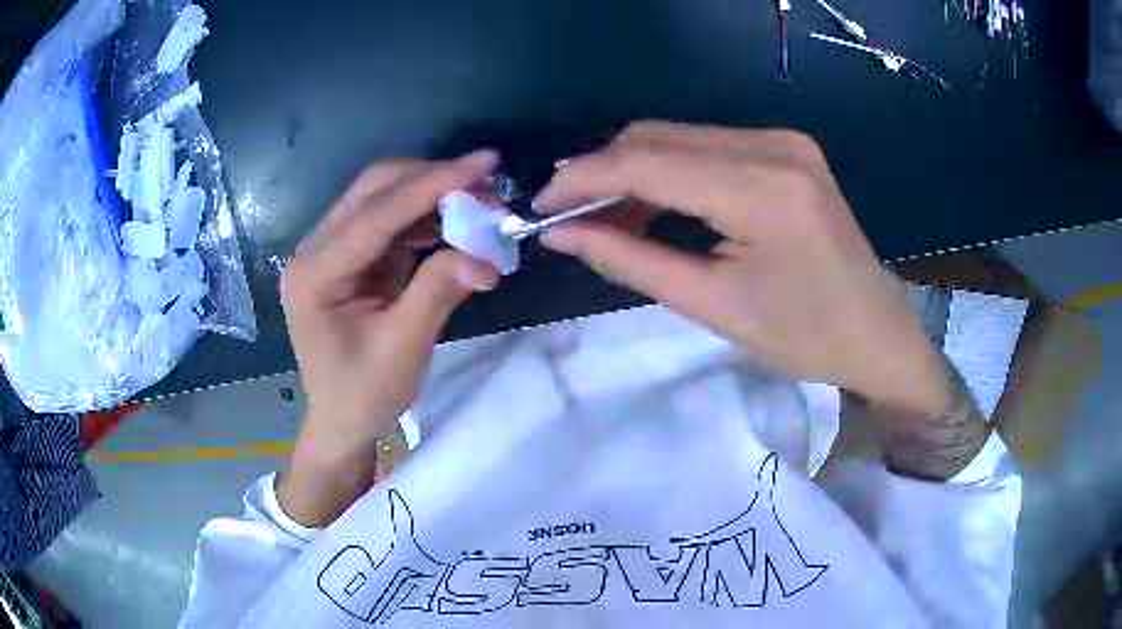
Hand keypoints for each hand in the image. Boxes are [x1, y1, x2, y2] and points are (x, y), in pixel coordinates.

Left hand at [278, 151, 499, 526]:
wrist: (342, 418)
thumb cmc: (363, 394)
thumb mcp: (402, 349)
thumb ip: (437, 293)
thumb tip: (486, 257)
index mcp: (314, 274)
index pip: (374, 215)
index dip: (430, 185)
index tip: (483, 164)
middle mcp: (316, 250)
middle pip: (373, 190)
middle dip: (432, 181)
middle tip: (488, 188)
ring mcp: (332, 249)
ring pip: (384, 197)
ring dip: (434, 195)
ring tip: (483, 206)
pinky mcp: (353, 255)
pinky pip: (393, 221)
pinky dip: (428, 217)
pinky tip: (459, 224)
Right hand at [534, 121, 950, 416]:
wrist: (876, 330)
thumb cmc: (804, 337)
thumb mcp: (714, 307)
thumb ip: (631, 261)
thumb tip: (563, 235)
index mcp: (761, 192)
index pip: (645, 163)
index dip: (582, 180)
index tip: (540, 206)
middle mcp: (772, 146)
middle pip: (657, 136)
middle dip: (602, 172)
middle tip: (571, 218)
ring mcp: (783, 140)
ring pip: (678, 135)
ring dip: (632, 170)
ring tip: (608, 218)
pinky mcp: (786, 147)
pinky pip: (707, 143)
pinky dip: (669, 168)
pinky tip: (655, 203)